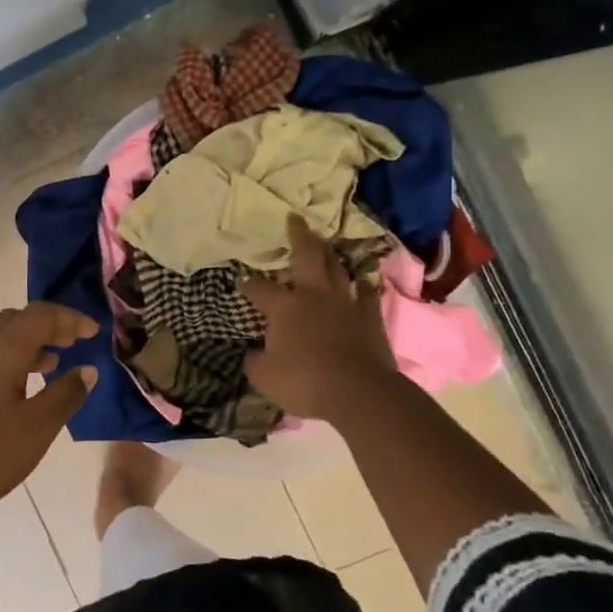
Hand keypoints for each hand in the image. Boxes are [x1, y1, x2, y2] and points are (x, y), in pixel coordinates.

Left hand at [0, 302, 99, 519]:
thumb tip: (88, 369)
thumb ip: (65, 395)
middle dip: (50, 325)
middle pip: (18, 319)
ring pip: (4, 340)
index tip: (95, 333)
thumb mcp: (36, 428)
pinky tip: (27, 392)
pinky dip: (18, 362)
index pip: (40, 315)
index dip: (70, 318)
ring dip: (33, 344)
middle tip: (75, 343)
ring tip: (57, 365)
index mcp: (3, 351)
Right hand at [240, 216, 398, 423]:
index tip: (241, 280)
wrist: (359, 393)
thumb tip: (253, 355)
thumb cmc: (304, 382)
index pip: (259, 289)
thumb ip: (256, 362)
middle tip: (295, 218)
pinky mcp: (371, 318)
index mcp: (283, 306)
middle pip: (306, 256)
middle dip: (298, 236)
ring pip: (337, 269)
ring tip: (325, 245)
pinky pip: (367, 295)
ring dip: (330, 256)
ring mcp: (345, 304)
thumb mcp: (265, 377)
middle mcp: (313, 295)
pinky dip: (362, 286)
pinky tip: (362, 281)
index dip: (248, 284)